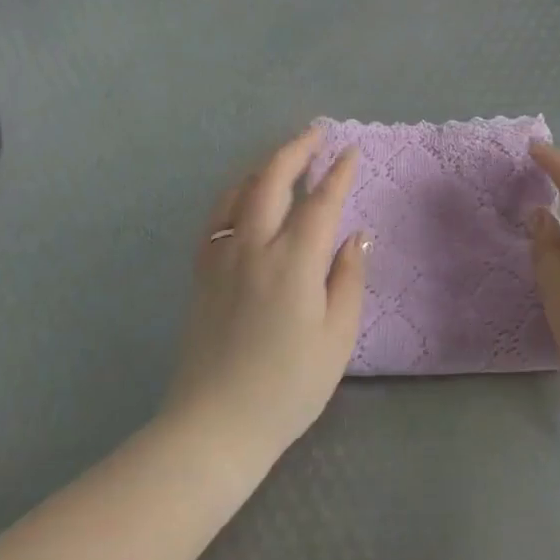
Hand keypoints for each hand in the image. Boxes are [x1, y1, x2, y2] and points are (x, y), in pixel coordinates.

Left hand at [163, 127, 368, 472]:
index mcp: (293, 261)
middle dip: (296, 150)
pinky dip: (235, 193)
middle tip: (315, 134)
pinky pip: (217, 216)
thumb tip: (357, 236)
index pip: (320, 202)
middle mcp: (254, 246)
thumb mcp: (336, 338)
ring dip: (264, 166)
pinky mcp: (203, 272)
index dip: (338, 173)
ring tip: (284, 157)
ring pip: (239, 192)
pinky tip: (244, 195)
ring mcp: (222, 257)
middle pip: (272, 180)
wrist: (215, 425)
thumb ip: (348, 279)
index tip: (350, 152)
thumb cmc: (288, 387)